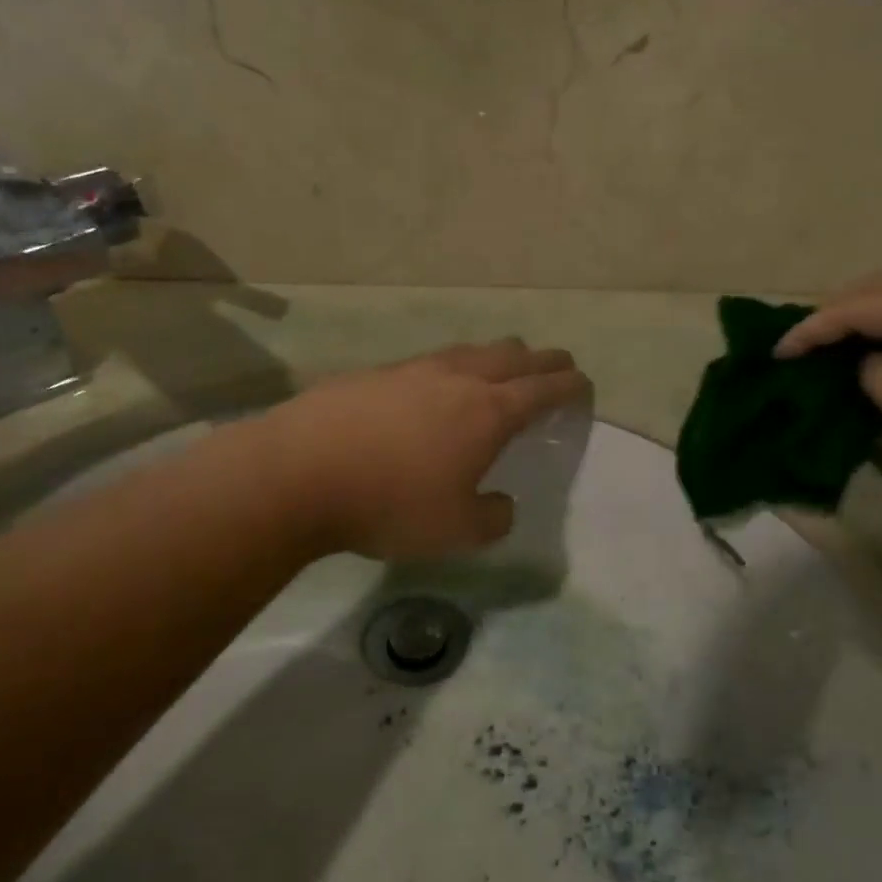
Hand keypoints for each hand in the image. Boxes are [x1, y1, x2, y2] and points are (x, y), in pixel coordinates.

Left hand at [258, 339, 591, 561]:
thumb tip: (500, 504)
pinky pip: (430, 362)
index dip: (569, 385)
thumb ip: (493, 518)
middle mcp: (458, 379)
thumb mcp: (456, 531)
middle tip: (556, 365)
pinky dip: (451, 368)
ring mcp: (414, 369)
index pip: (543, 390)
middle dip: (542, 360)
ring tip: (502, 366)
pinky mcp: (376, 373)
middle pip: (513, 355)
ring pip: (470, 350)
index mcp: (489, 411)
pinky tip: (436, 386)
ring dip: (497, 356)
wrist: (297, 473)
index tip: (584, 383)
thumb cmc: (390, 503)